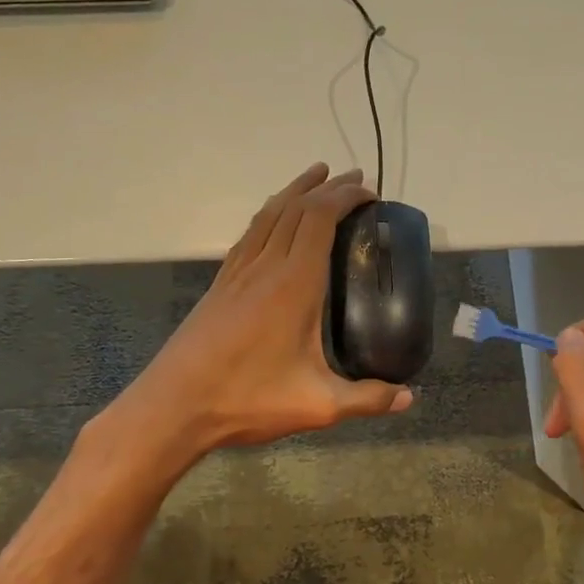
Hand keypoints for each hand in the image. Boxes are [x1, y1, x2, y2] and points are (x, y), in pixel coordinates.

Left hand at [116, 164, 413, 458]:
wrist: (175, 405)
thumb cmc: (248, 399)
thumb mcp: (317, 406)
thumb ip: (367, 399)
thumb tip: (408, 399)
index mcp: (294, 284)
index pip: (320, 218)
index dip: (346, 197)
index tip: (371, 194)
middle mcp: (265, 266)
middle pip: (296, 207)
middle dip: (327, 186)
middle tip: (355, 179)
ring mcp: (237, 273)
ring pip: (268, 214)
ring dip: (295, 191)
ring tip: (316, 177)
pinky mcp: (220, 285)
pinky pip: (250, 233)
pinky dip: (270, 214)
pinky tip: (273, 221)